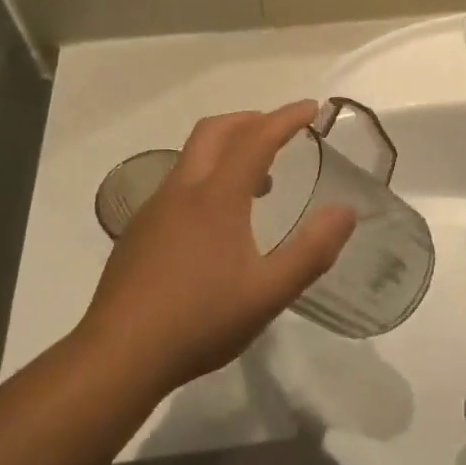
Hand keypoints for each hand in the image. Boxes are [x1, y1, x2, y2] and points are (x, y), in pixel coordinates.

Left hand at [79, 103, 355, 393]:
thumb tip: (346, 211)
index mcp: (216, 198)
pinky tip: (218, 223)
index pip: (256, 139)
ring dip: (228, 151)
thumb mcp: (269, 293)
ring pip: (192, 158)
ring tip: (261, 182)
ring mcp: (154, 211)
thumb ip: (312, 251)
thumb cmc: (200, 321)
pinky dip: (207, 179)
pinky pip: (178, 185)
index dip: (286, 118)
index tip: (312, 107)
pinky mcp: (138, 233)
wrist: (118, 357)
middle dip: (251, 120)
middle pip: (215, 132)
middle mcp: (181, 191)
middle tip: (282, 130)